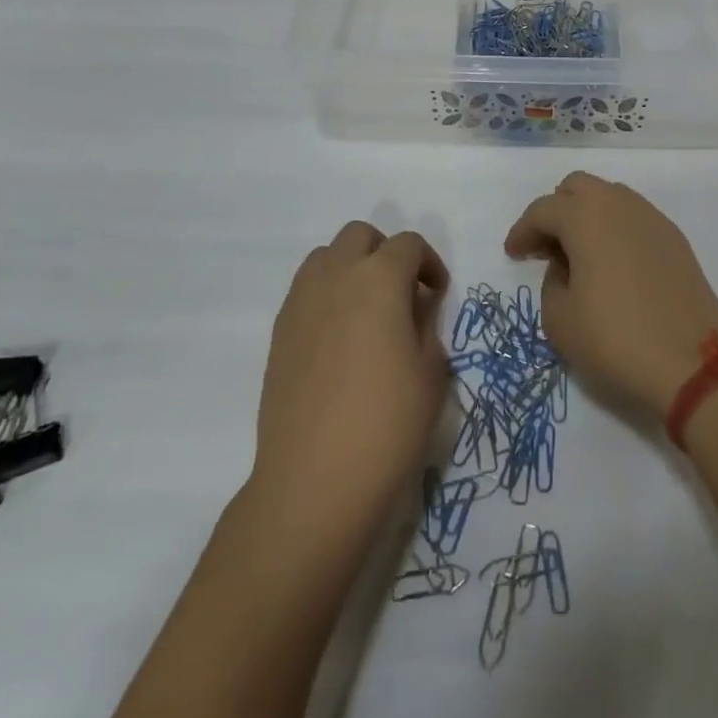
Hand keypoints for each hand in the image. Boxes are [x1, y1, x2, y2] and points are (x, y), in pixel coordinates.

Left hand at [250, 222, 450, 540]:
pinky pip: (305, 290)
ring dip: (350, 267)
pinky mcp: (279, 332)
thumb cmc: (386, 425)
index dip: (429, 263)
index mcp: (380, 279)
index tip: (437, 294)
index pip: (408, 245)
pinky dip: (326, 294)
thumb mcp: (431, 374)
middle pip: (360, 236)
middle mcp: (337, 276)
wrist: (313, 481)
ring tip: (366, 309)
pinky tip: (338, 338)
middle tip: (401, 292)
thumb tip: (414, 311)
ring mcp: (301, 302)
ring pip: (326, 256)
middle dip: (385, 252)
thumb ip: (426, 327)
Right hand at [503, 172, 717, 420]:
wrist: (694, 363)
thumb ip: (551, 282)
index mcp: (585, 216)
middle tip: (546, 248)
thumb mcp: (560, 320)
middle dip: (556, 211)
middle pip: (577, 187)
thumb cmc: (616, 339)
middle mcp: (618, 204)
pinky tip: (613, 265)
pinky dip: (614, 230)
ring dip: (587, 217)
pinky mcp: (674, 238)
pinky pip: (633, 218)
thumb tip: (566, 267)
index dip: (522, 231)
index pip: (542, 210)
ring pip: (609, 198)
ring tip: (579, 256)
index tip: (513, 254)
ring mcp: (651, 218)